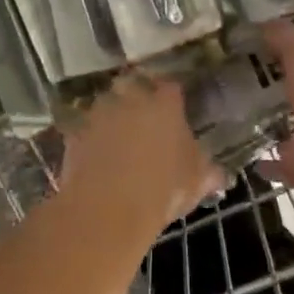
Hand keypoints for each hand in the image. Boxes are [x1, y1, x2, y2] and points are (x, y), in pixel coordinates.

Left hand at [61, 75, 221, 229]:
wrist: (109, 208)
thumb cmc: (163, 189)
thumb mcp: (197, 182)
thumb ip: (207, 171)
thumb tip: (218, 174)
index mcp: (164, 103)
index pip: (171, 86)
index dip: (172, 97)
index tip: (175, 110)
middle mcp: (130, 98)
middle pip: (132, 85)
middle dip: (136, 96)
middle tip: (143, 118)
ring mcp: (99, 113)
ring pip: (105, 104)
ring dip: (111, 115)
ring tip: (116, 137)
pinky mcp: (75, 133)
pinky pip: (84, 129)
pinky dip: (89, 138)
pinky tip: (95, 156)